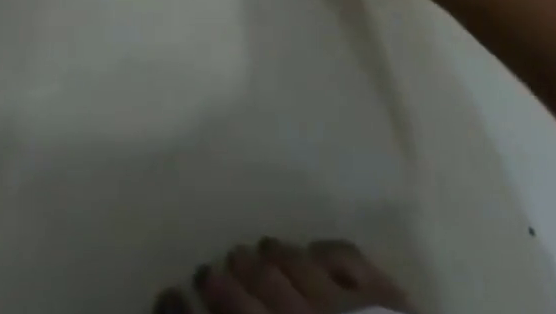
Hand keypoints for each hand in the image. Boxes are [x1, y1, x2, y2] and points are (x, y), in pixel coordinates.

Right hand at [156, 238, 414, 313]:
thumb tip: (213, 310)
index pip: (226, 311)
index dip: (198, 301)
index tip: (175, 292)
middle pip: (254, 283)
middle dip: (229, 276)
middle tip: (216, 269)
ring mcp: (341, 301)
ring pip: (293, 262)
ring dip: (269, 255)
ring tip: (257, 251)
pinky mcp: (381, 293)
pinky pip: (341, 253)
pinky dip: (319, 248)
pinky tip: (309, 249)